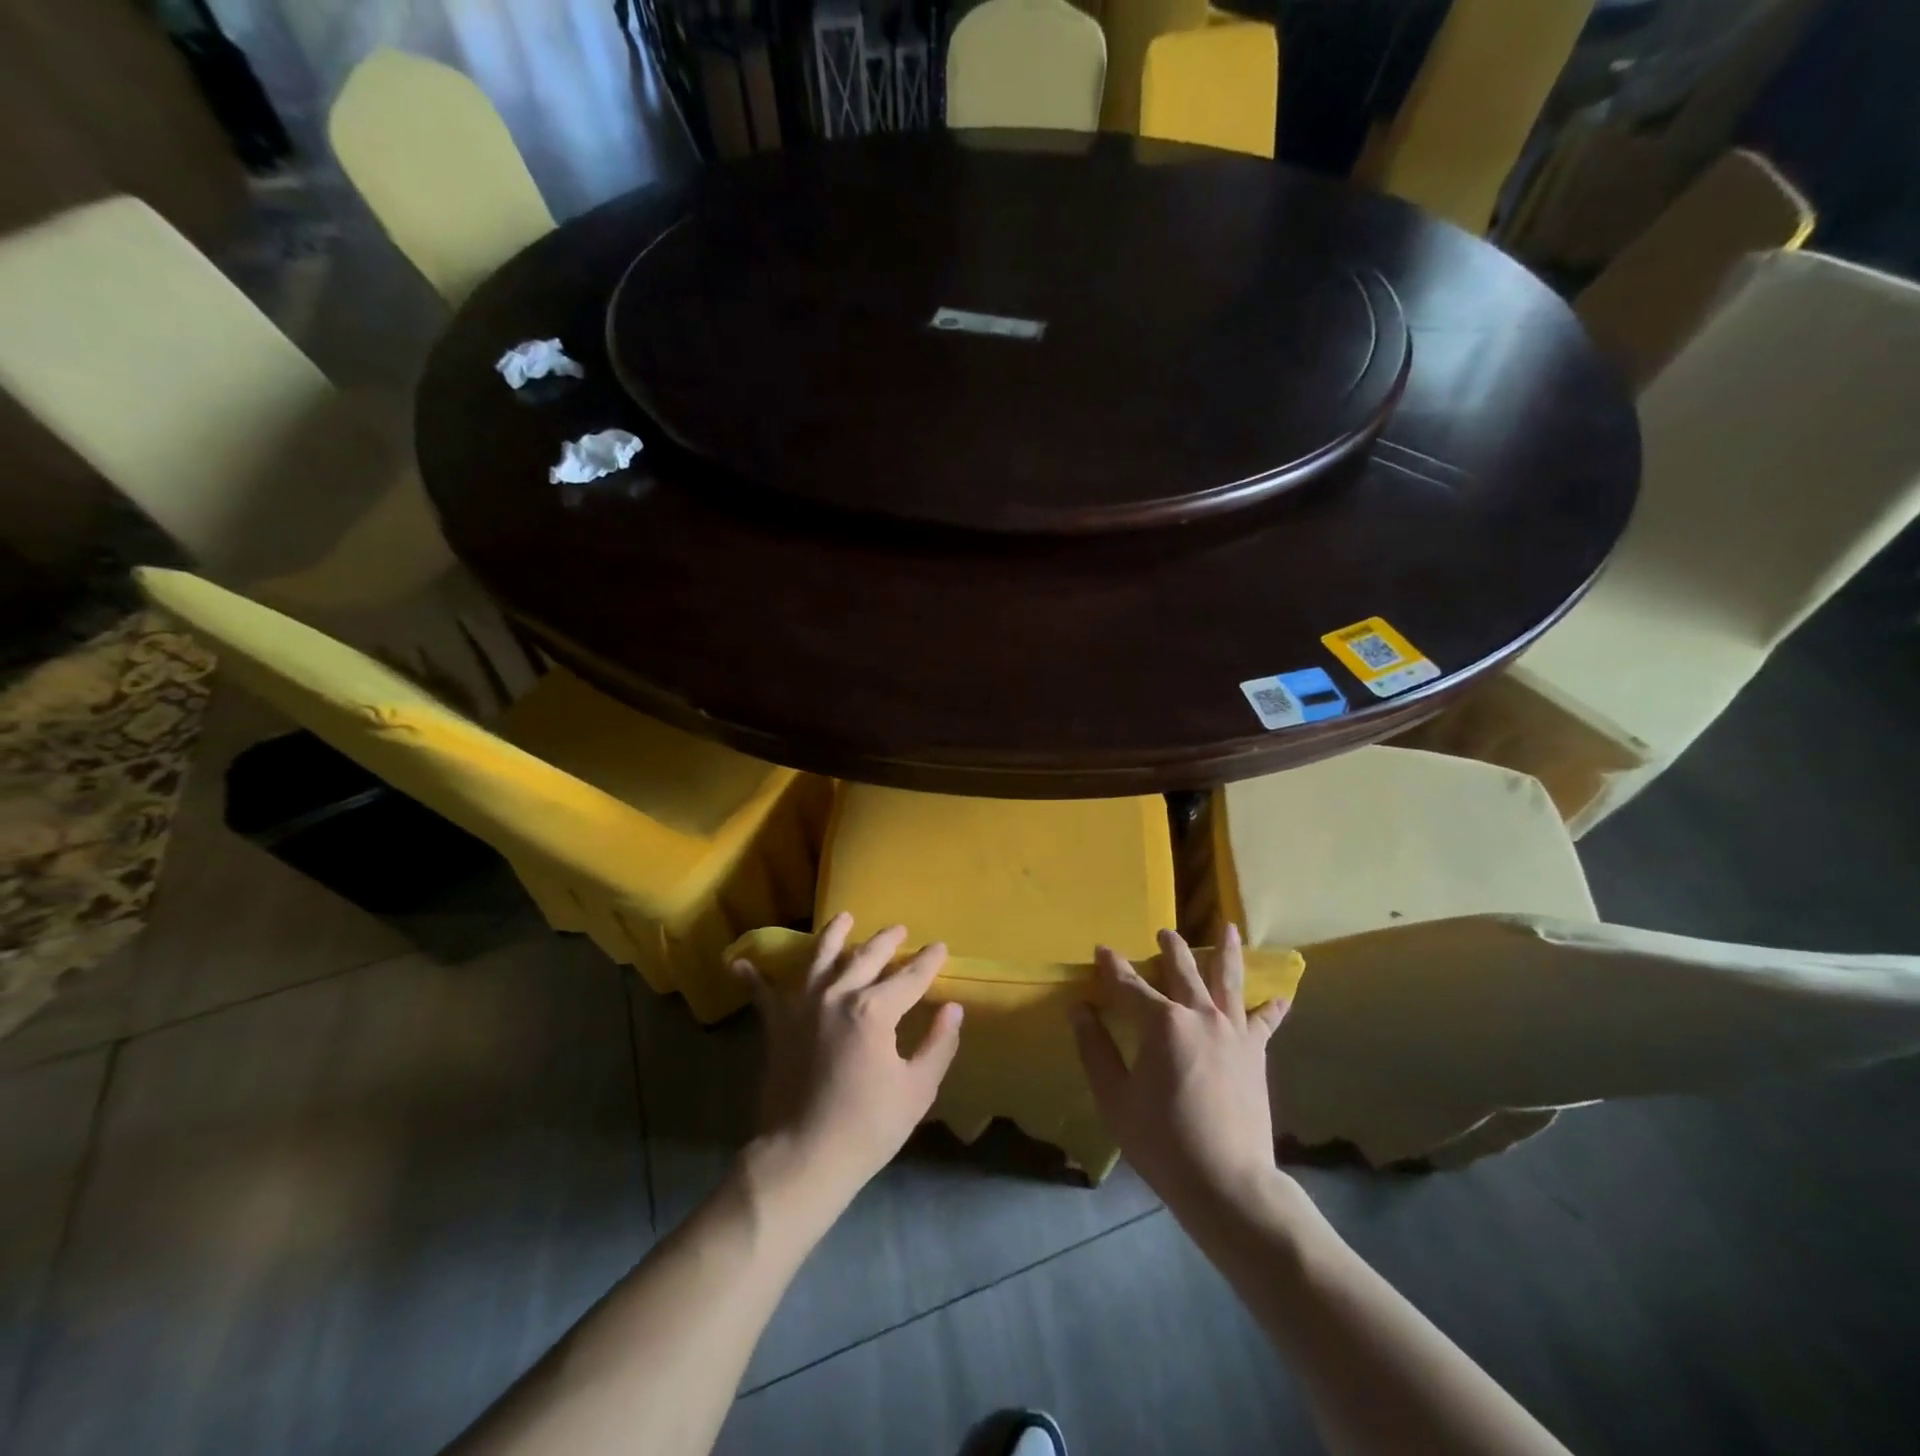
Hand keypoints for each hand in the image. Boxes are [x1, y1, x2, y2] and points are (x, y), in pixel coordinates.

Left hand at [732, 913, 963, 1215]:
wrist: (803, 1157)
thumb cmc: (867, 1127)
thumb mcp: (916, 1090)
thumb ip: (938, 1044)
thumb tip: (952, 1009)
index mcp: (876, 1010)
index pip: (910, 976)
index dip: (928, 961)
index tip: (940, 947)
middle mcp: (838, 995)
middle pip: (867, 955)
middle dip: (887, 940)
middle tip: (899, 930)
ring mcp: (803, 1005)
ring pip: (820, 956)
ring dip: (834, 934)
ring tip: (844, 917)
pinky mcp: (777, 1024)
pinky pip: (763, 993)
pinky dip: (752, 976)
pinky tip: (739, 962)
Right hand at [1070, 925, 1288, 1217]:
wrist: (1227, 1182)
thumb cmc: (1162, 1140)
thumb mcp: (1114, 1098)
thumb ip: (1094, 1049)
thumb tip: (1079, 1009)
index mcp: (1161, 1023)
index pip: (1129, 985)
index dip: (1112, 967)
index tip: (1101, 950)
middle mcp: (1199, 1015)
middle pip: (1182, 970)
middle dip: (1170, 949)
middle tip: (1163, 933)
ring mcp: (1232, 1032)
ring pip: (1227, 981)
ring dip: (1225, 952)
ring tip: (1229, 929)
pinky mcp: (1255, 1053)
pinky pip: (1264, 1022)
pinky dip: (1271, 1008)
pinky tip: (1280, 996)